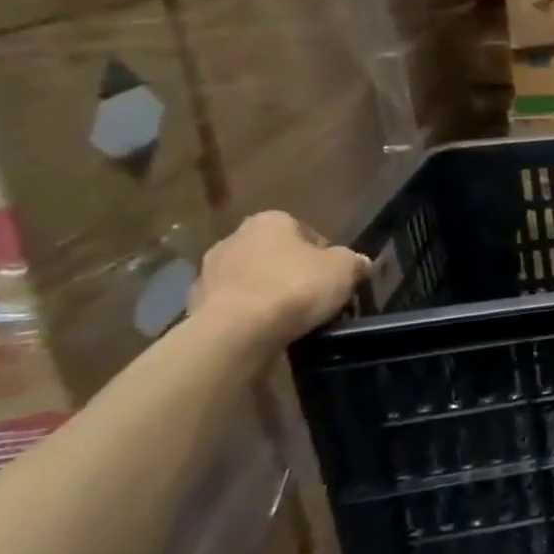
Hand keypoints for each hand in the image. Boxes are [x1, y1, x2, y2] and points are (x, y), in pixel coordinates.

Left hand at [189, 212, 369, 344]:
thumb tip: (359, 263)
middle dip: (292, 272)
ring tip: (292, 318)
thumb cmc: (295, 287)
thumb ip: (354, 261)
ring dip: (268, 293)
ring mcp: (209, 273)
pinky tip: (267, 331)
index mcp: (270, 221)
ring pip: (252, 280)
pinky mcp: (194, 306)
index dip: (324, 254)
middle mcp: (234, 238)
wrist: (235, 333)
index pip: (305, 232)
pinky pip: (234, 306)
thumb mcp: (344, 269)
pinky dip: (249, 315)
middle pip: (275, 255)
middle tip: (315, 296)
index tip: (334, 277)